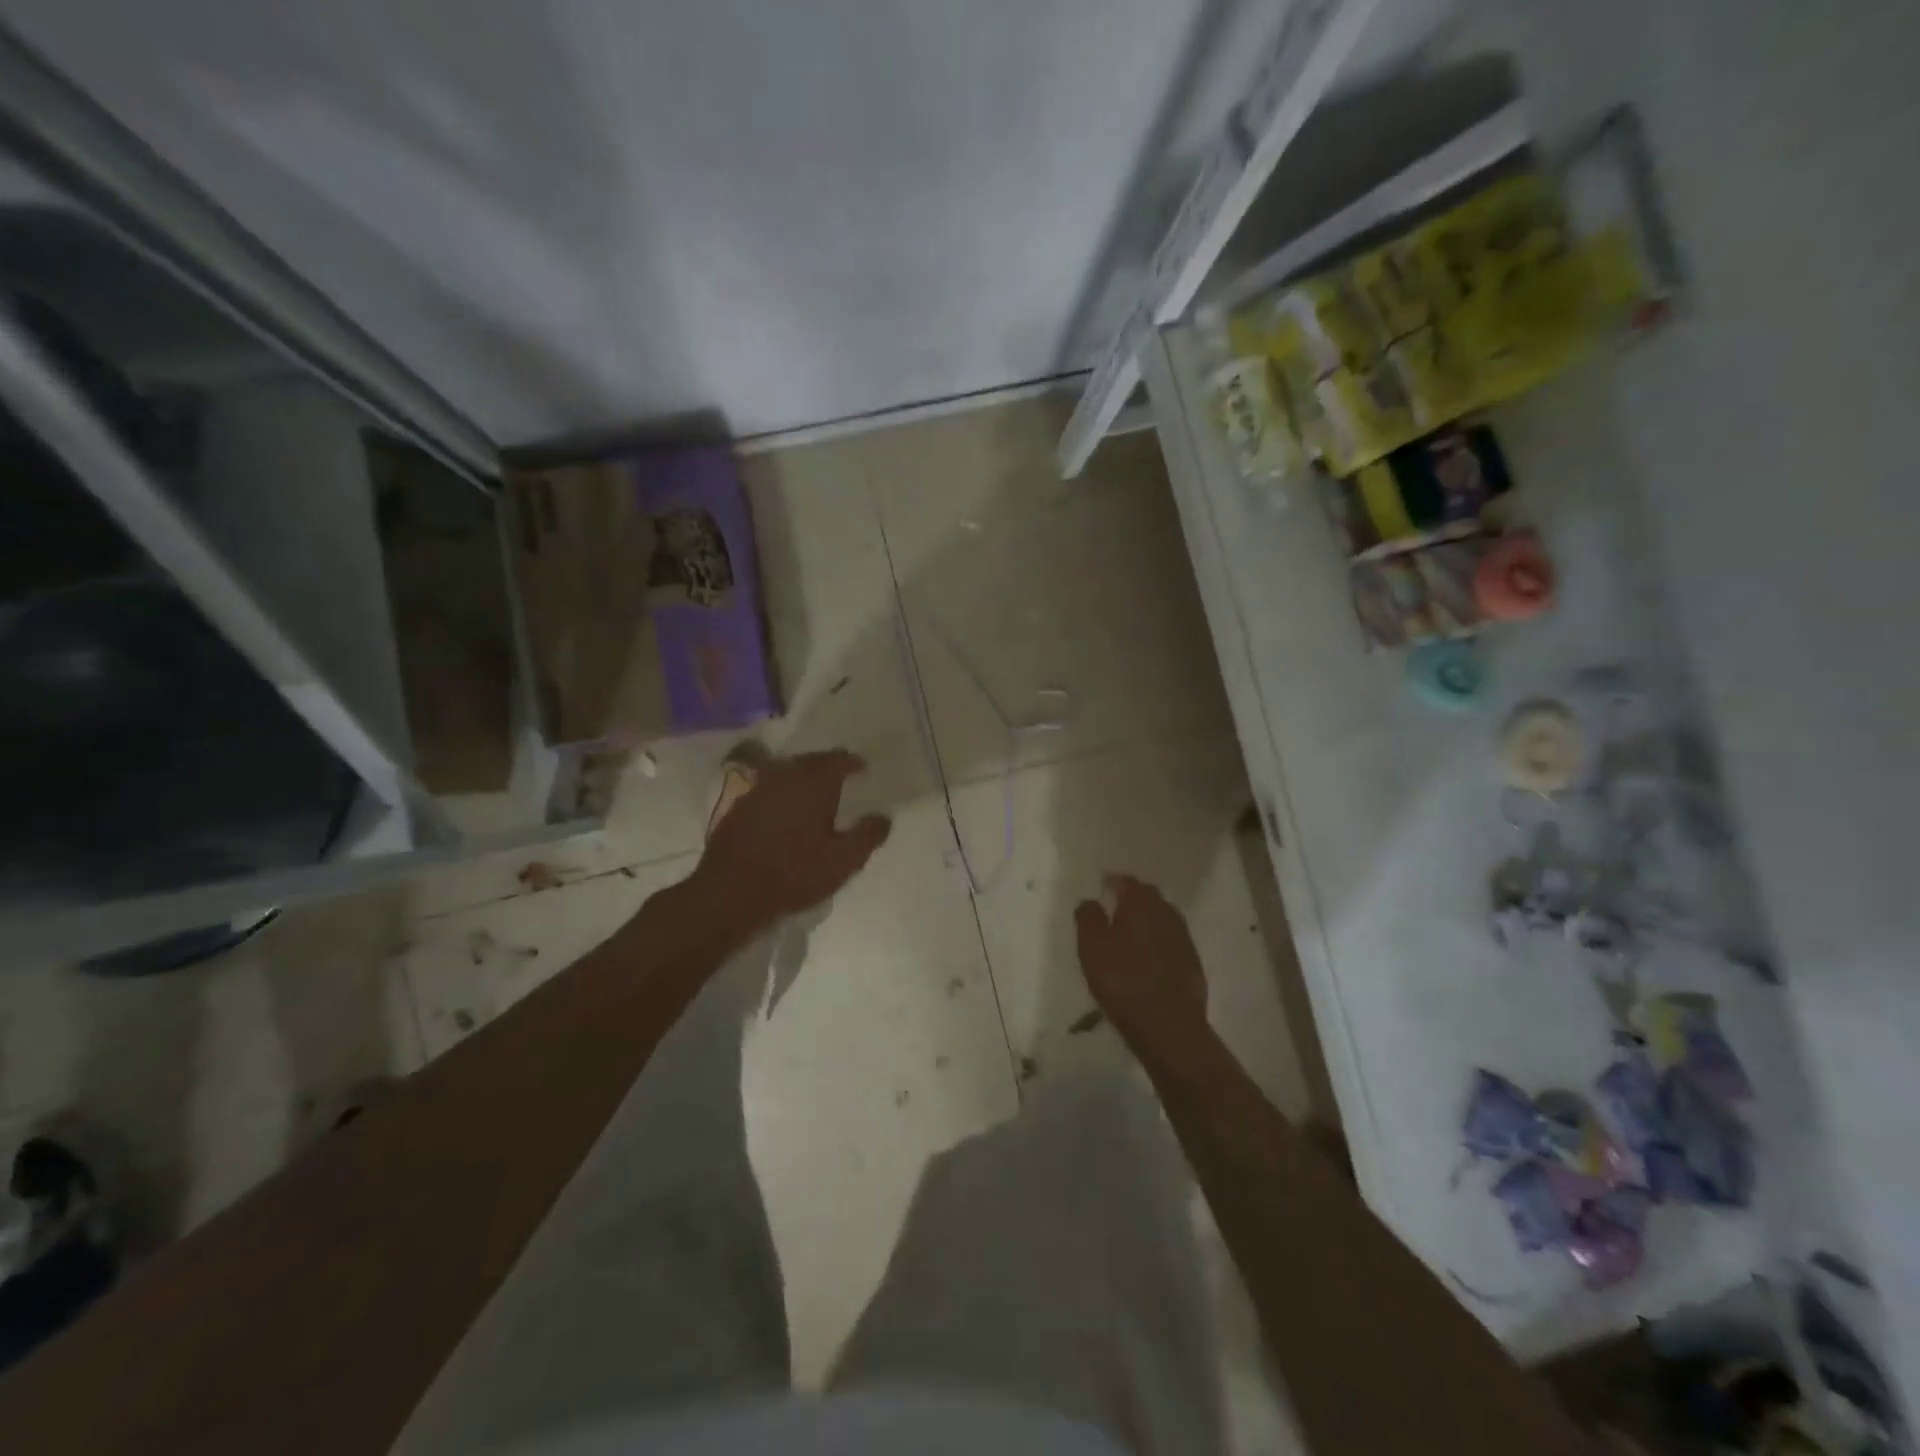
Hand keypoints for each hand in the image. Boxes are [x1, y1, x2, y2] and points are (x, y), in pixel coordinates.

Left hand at [693, 750, 890, 925]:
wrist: (730, 892)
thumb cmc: (794, 873)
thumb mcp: (843, 860)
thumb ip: (868, 835)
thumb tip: (884, 817)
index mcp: (813, 782)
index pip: (838, 760)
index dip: (852, 762)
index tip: (862, 767)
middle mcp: (783, 776)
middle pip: (809, 761)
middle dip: (826, 766)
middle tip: (840, 776)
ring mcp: (756, 790)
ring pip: (785, 773)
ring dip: (801, 778)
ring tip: (813, 792)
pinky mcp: (737, 809)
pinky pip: (767, 790)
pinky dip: (780, 794)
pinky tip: (783, 811)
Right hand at [1074, 874, 1209, 1046]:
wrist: (1168, 1025)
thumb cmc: (1123, 980)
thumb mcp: (1092, 948)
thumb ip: (1088, 918)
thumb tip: (1090, 900)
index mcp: (1141, 904)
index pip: (1127, 882)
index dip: (1113, 881)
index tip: (1102, 886)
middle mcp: (1166, 913)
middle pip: (1149, 896)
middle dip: (1133, 897)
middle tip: (1115, 906)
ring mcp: (1183, 938)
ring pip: (1163, 918)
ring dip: (1148, 920)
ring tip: (1131, 932)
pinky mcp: (1193, 963)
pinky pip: (1172, 941)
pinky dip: (1159, 941)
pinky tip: (1150, 957)